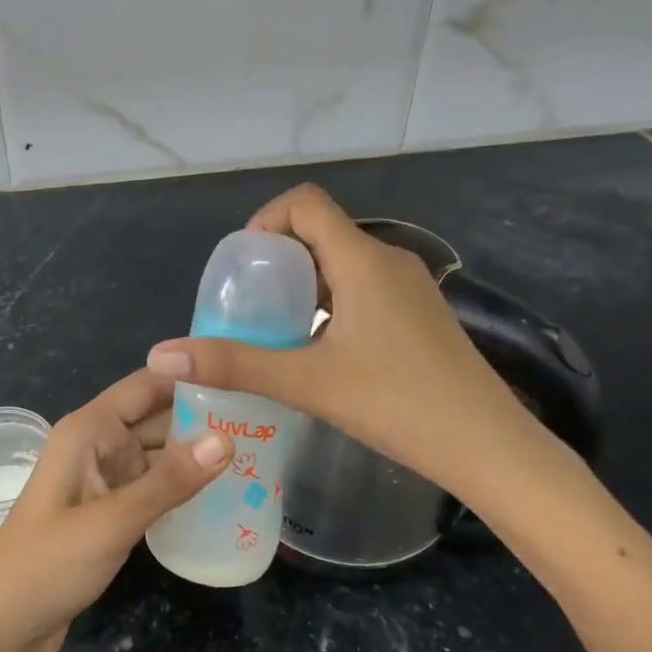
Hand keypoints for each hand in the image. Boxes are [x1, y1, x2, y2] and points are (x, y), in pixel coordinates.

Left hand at [0, 369, 231, 651]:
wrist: (2, 630)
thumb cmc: (47, 564)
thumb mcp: (111, 522)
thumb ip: (169, 482)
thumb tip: (228, 439)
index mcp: (88, 430)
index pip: (146, 385)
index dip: (190, 376)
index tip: (244, 376)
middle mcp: (97, 445)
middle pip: (157, 418)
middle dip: (204, 417)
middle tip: (265, 420)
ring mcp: (104, 480)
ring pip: (158, 455)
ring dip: (197, 455)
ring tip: (257, 452)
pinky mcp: (110, 512)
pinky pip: (153, 487)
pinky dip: (181, 488)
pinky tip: (223, 493)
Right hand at [146, 184, 557, 503]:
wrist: (490, 448)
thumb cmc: (398, 405)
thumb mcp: (307, 383)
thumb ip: (234, 364)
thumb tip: (161, 354)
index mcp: (362, 260)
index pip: (305, 203)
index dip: (265, 220)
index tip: (243, 267)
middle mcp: (388, 261)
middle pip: (320, 231)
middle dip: (277, 258)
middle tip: (250, 304)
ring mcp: (410, 288)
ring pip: (342, 263)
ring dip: (303, 283)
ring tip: (276, 329)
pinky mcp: (420, 314)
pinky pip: (363, 288)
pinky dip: (330, 302)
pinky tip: (320, 350)